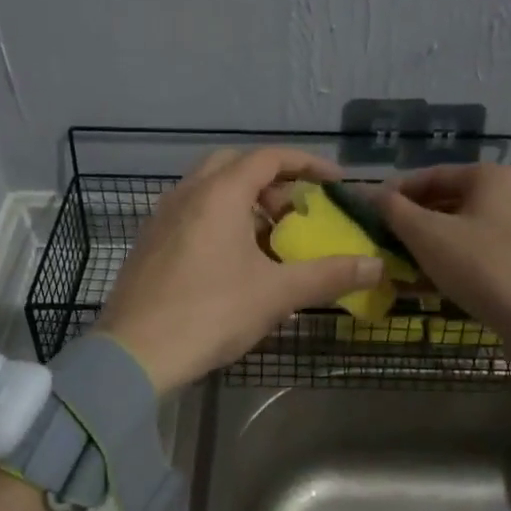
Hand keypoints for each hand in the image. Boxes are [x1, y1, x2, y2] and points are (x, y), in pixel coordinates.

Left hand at [96, 148, 384, 393]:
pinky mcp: (150, 241)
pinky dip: (220, 217)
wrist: (134, 353)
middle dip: (273, 179)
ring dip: (245, 199)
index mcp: (219, 193)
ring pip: (210, 188)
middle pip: (236, 164)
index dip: (307, 164)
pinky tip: (234, 257)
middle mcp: (187, 193)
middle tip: (297, 209)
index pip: (269, 157)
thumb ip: (328, 275)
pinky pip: (192, 211)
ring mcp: (162, 216)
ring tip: (270, 235)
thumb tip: (376, 266)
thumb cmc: (210, 313)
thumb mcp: (277, 293)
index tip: (335, 183)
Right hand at [377, 164, 510, 391]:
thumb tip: (367, 193)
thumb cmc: (485, 267)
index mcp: (492, 177)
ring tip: (394, 270)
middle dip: (410, 226)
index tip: (366, 213)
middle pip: (447, 204)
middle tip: (379, 244)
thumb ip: (393, 210)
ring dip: (426, 250)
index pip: (431, 175)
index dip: (394, 193)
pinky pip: (478, 257)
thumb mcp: (428, 236)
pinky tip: (423, 289)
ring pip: (461, 234)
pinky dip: (450, 267)